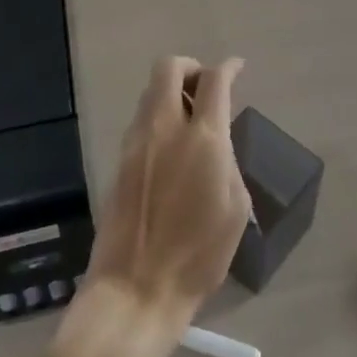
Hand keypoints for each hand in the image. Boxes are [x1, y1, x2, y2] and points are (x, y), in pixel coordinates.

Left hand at [83, 56, 252, 331]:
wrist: (137, 288)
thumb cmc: (198, 254)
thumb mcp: (235, 207)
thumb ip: (227, 160)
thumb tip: (218, 141)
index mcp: (203, 139)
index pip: (214, 81)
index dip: (228, 67)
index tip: (237, 68)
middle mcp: (165, 128)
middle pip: (169, 68)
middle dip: (190, 67)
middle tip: (206, 86)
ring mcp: (136, 142)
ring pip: (150, 92)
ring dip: (171, 91)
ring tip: (190, 118)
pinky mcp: (119, 160)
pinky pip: (140, 119)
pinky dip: (158, 116)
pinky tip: (171, 144)